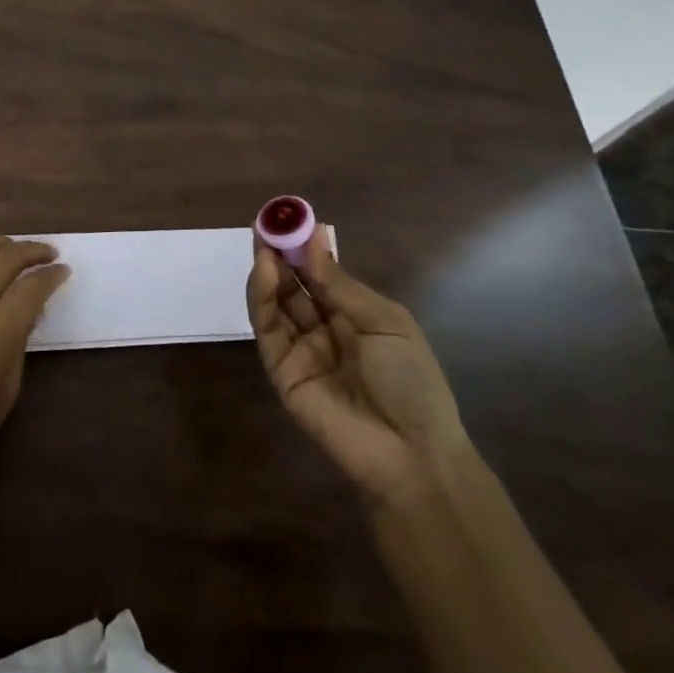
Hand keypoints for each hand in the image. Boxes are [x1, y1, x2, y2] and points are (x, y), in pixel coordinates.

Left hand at [0, 234, 69, 492]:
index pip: (36, 285)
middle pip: (9, 256)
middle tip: (47, 253)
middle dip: (34, 250)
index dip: (53, 275)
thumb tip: (26, 313)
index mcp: (0, 323)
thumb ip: (20, 341)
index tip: (63, 271)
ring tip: (10, 248)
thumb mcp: (8, 387)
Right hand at [246, 225, 468, 510]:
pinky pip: (268, 329)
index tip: (292, 220)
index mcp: (356, 318)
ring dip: (268, 272)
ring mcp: (301, 351)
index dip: (306, 249)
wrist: (411, 452)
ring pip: (277, 304)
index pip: (322, 276)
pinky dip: (262, 298)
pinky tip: (265, 271)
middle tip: (268, 225)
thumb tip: (313, 242)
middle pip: (295, 286)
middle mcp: (325, 330)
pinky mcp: (281, 371)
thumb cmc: (411, 381)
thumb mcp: (385, 322)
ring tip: (263, 243)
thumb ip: (341, 284)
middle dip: (281, 256)